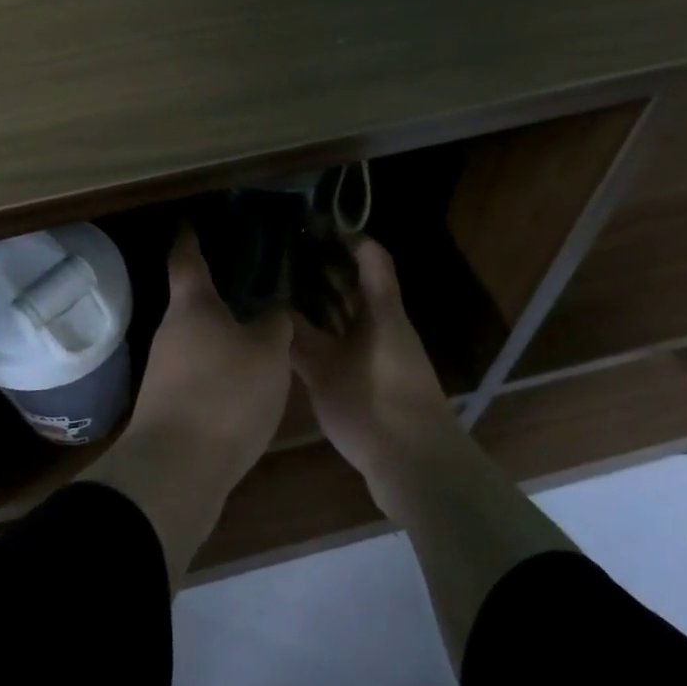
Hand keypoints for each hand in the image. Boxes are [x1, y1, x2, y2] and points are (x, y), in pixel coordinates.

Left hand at [128, 227, 293, 475]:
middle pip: (194, 303)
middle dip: (221, 293)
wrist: (177, 470)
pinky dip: (222, 368)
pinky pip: (201, 373)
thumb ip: (274, 325)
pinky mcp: (170, 406)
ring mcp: (165, 372)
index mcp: (191, 307)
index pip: (186, 259)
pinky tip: (247, 380)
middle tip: (257, 283)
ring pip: (199, 341)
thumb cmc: (224, 395)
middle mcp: (171, 333)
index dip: (190, 237)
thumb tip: (273, 311)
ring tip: (261, 332)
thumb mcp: (267, 354)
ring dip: (224, 335)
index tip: (192, 221)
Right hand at [292, 238, 466, 479]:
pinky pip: (340, 342)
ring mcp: (376, 353)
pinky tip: (290, 335)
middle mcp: (381, 325)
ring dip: (319, 299)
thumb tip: (271, 308)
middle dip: (324, 266)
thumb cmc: (376, 404)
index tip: (309, 221)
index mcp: (381, 312)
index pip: (369, 258)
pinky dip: (319, 332)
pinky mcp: (368, 379)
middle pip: (356, 285)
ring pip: (346, 314)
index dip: (344, 236)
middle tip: (280, 251)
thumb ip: (299, 337)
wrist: (415, 465)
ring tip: (277, 286)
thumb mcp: (328, 368)